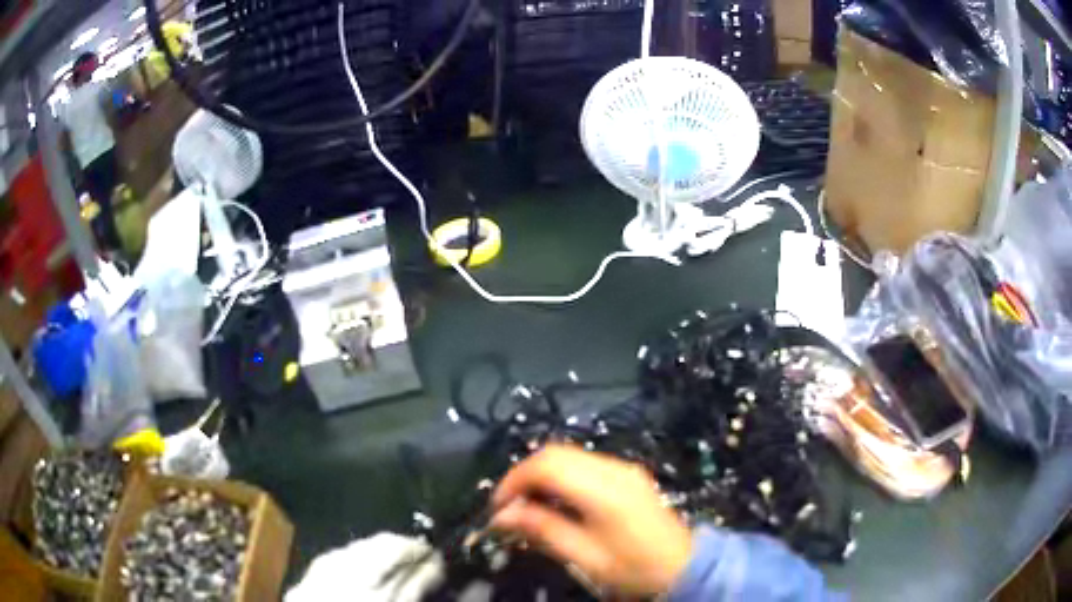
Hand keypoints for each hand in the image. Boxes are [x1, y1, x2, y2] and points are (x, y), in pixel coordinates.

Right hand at [491, 444, 692, 596]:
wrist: (683, 567)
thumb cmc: (633, 568)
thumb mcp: (585, 557)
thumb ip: (543, 530)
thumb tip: (502, 515)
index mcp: (604, 490)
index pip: (547, 465)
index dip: (514, 480)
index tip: (498, 507)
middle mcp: (614, 469)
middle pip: (556, 453)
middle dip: (525, 475)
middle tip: (510, 507)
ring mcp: (623, 469)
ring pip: (569, 455)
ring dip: (542, 474)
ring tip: (529, 507)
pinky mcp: (627, 474)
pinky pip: (584, 464)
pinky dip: (561, 476)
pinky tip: (556, 502)